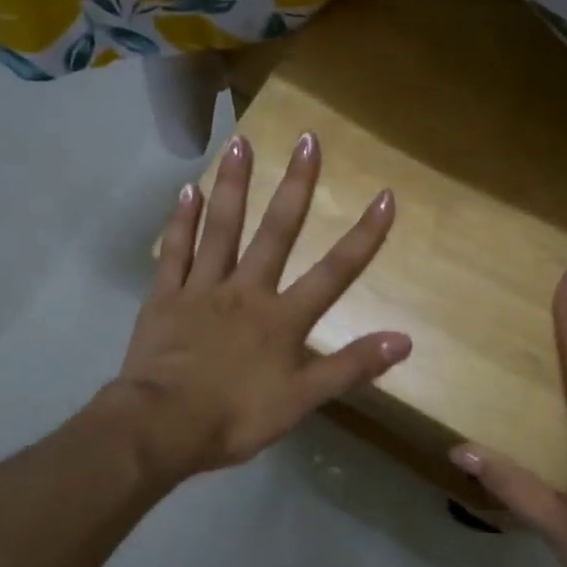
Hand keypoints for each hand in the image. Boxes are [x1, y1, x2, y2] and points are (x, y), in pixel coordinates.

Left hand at [105, 131, 409, 481]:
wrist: (161, 426)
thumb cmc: (234, 417)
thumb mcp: (301, 401)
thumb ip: (350, 367)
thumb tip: (405, 339)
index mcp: (282, 318)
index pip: (334, 272)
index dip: (363, 236)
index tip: (386, 197)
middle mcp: (246, 291)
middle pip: (277, 232)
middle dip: (296, 186)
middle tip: (307, 139)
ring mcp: (202, 289)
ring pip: (221, 228)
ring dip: (234, 185)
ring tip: (241, 142)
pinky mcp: (165, 297)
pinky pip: (174, 252)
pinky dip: (181, 221)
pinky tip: (188, 190)